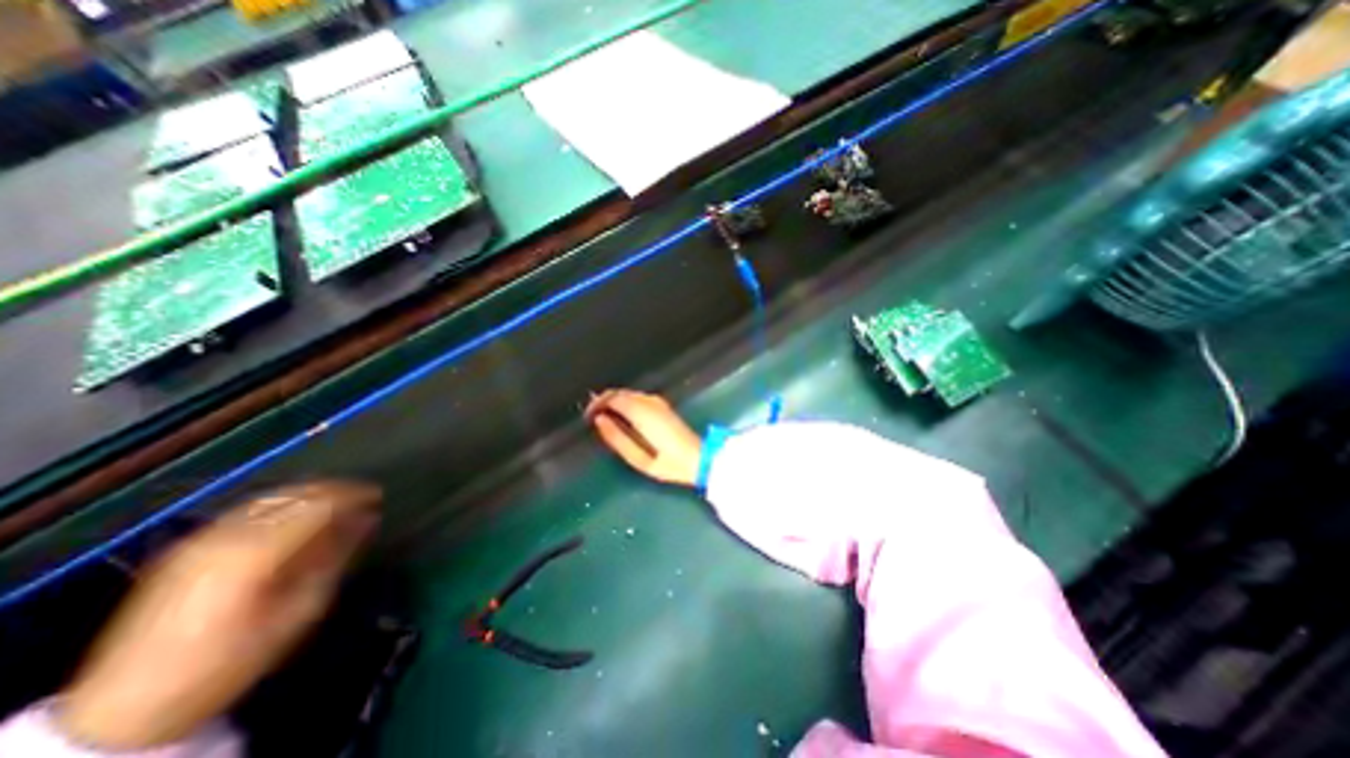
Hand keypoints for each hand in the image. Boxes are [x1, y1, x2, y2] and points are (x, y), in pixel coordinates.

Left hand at [57, 481, 380, 746]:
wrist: (126, 710)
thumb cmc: (231, 661)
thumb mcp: (299, 612)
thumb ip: (335, 558)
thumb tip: (366, 519)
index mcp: (256, 552)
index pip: (319, 503)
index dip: (354, 494)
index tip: (379, 496)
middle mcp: (227, 535)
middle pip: (295, 494)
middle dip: (335, 491)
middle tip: (364, 497)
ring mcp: (201, 539)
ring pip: (271, 497)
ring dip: (309, 495)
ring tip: (337, 503)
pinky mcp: (186, 547)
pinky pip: (249, 509)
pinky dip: (283, 504)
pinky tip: (296, 515)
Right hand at [585, 389, 702, 489]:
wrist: (699, 458)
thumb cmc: (667, 463)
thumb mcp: (637, 458)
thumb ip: (616, 437)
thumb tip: (599, 420)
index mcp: (641, 412)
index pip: (612, 397)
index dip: (596, 404)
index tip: (587, 415)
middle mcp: (649, 401)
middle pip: (619, 392)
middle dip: (603, 401)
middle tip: (592, 416)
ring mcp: (658, 401)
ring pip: (629, 394)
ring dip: (614, 402)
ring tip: (604, 418)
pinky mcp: (663, 405)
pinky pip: (638, 398)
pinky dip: (625, 403)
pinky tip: (622, 416)